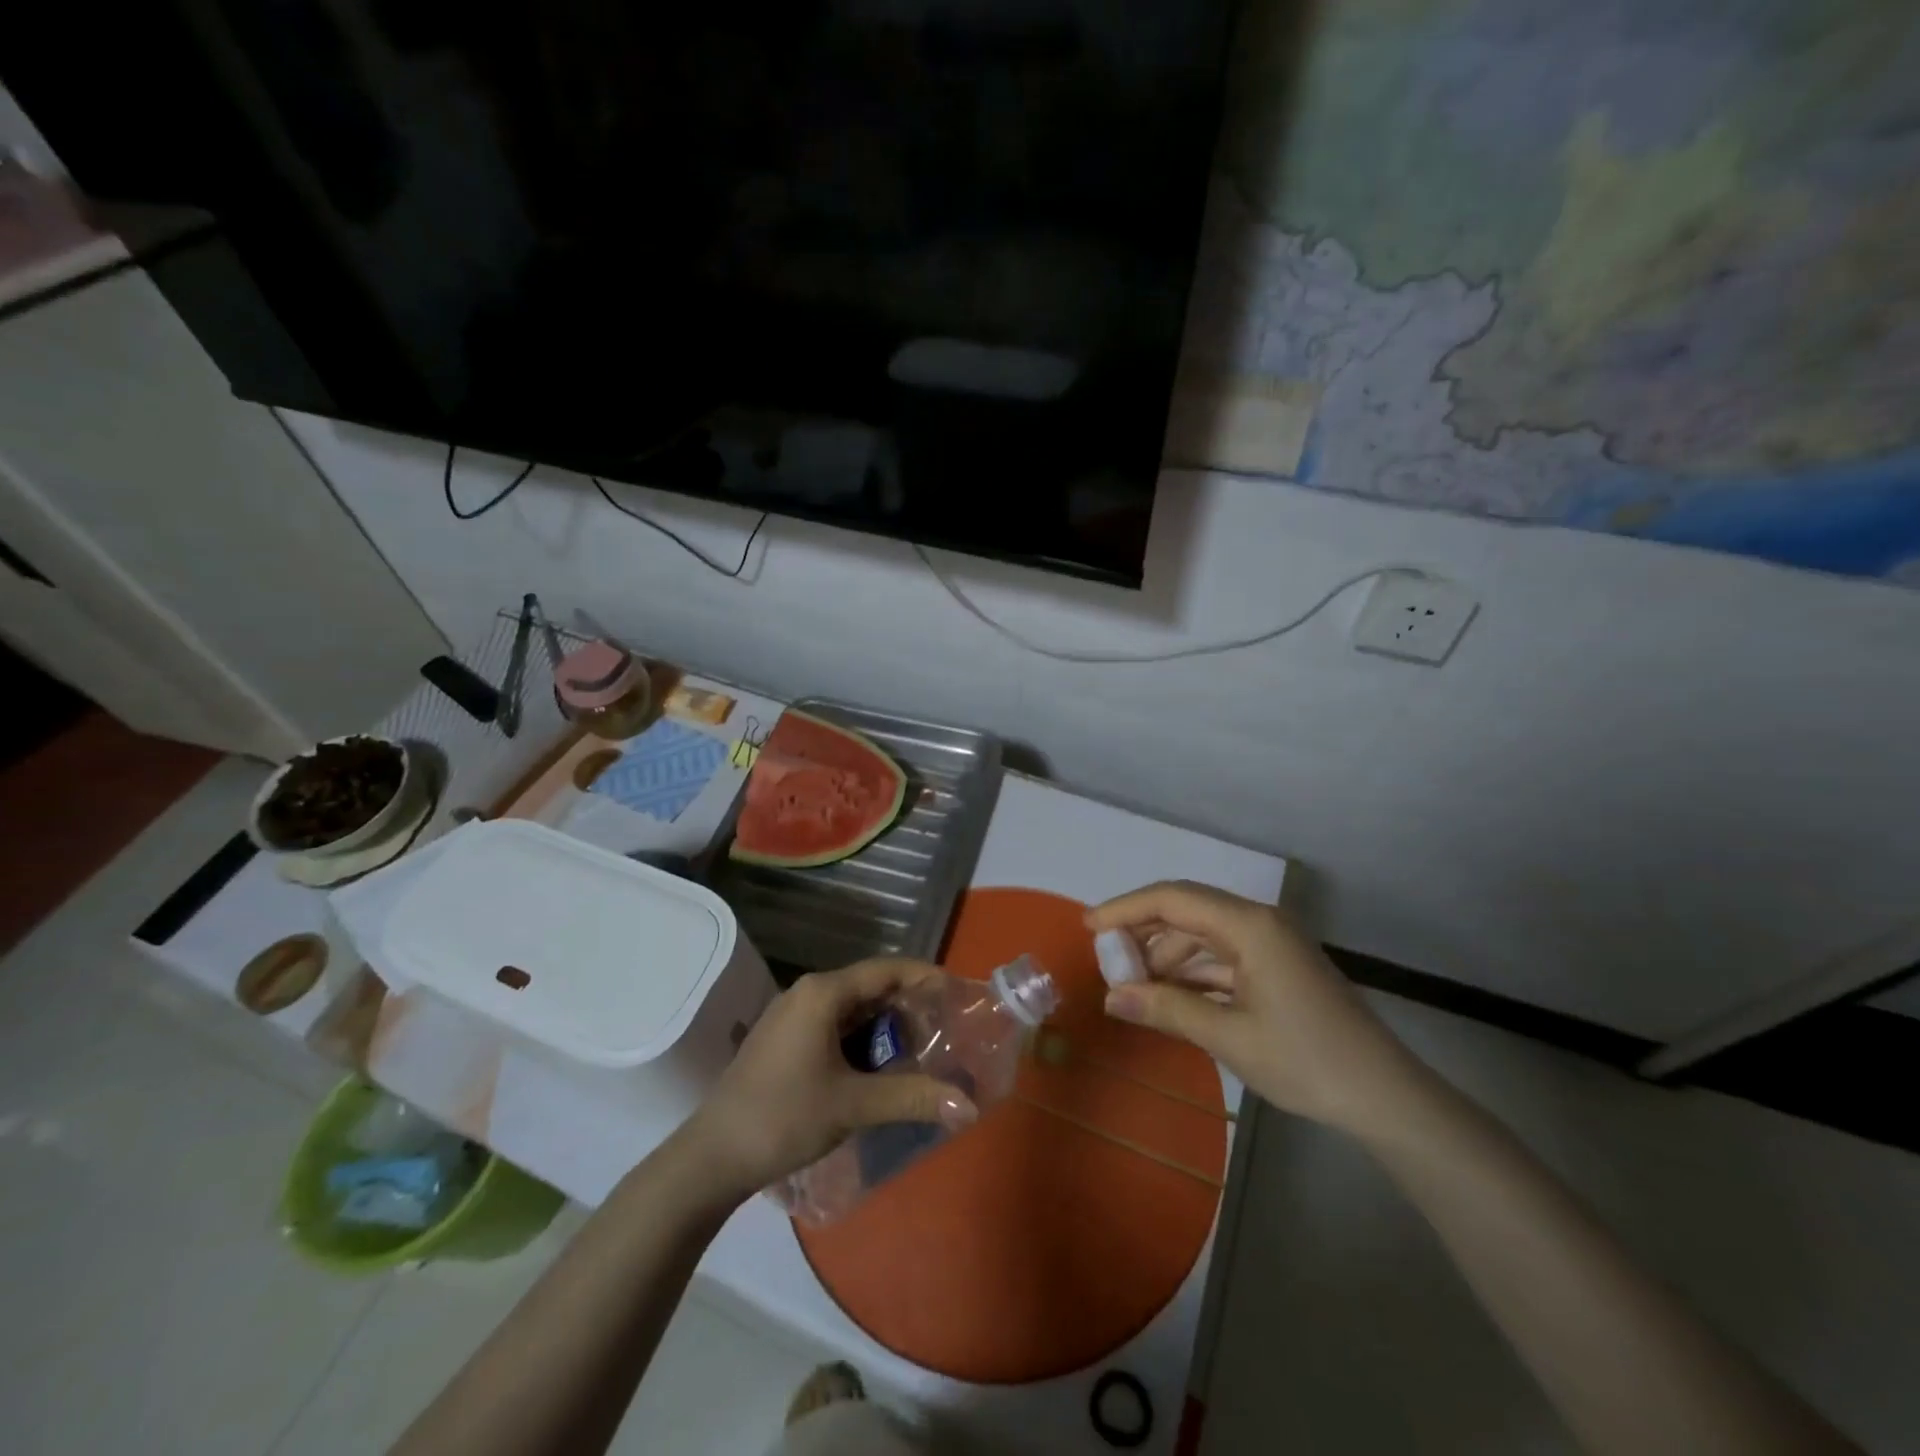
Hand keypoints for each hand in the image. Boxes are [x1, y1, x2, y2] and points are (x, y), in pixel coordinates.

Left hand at [685, 958, 977, 1200]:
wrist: (712, 1156)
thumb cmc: (783, 1117)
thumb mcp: (853, 1105)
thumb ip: (911, 1097)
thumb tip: (969, 1106)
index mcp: (823, 993)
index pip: (887, 970)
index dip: (926, 977)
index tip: (959, 994)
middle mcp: (809, 993)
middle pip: (872, 987)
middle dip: (910, 1008)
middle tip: (945, 1032)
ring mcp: (794, 1016)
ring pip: (854, 1009)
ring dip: (887, 1028)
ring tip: (920, 1053)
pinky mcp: (787, 1039)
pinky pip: (836, 1026)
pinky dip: (864, 1040)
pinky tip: (881, 1068)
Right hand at [1087, 882, 1424, 1136]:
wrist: (1386, 1097)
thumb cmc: (1306, 1060)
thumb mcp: (1228, 1036)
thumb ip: (1166, 1009)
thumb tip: (1112, 997)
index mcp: (1249, 925)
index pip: (1172, 899)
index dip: (1125, 909)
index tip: (1088, 927)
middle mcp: (1259, 922)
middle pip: (1187, 911)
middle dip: (1143, 931)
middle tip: (1107, 959)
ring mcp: (1272, 945)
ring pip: (1204, 934)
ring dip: (1167, 955)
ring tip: (1133, 984)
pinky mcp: (1279, 968)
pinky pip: (1223, 957)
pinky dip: (1193, 972)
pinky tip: (1171, 996)